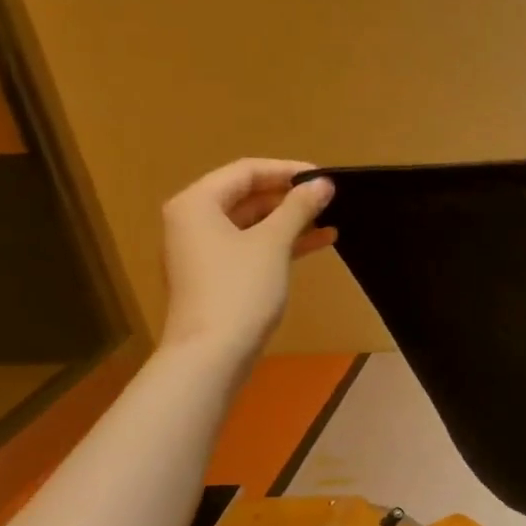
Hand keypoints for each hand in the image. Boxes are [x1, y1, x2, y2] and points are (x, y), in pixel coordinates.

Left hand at [158, 159, 334, 366]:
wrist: (212, 355)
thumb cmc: (239, 289)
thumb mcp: (273, 243)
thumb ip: (299, 208)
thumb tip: (323, 183)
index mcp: (197, 203)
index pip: (246, 171)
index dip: (288, 170)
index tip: (325, 177)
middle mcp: (194, 221)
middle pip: (247, 195)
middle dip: (290, 196)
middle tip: (330, 197)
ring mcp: (204, 250)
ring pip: (253, 222)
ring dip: (291, 219)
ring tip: (331, 217)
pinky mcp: (218, 275)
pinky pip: (253, 246)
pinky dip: (283, 242)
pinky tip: (321, 241)